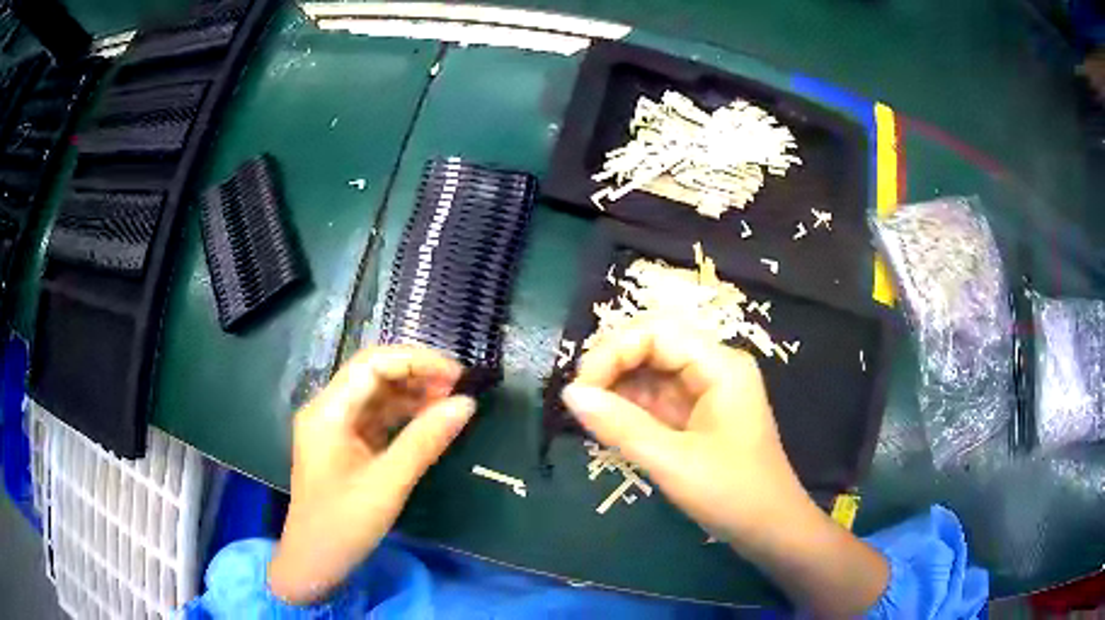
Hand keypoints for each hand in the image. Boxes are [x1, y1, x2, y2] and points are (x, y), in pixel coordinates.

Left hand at [268, 346, 475, 603]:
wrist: (314, 562)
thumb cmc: (343, 524)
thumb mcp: (388, 484)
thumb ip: (425, 441)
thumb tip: (467, 404)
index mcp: (327, 412)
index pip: (372, 365)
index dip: (416, 361)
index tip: (457, 375)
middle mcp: (328, 410)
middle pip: (374, 375)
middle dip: (417, 375)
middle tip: (460, 389)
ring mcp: (335, 427)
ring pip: (377, 396)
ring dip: (413, 395)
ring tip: (452, 403)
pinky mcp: (345, 445)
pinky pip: (377, 419)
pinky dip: (405, 417)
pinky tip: (430, 422)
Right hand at [561, 320, 807, 545]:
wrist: (770, 529)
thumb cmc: (732, 494)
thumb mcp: (673, 462)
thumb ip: (621, 426)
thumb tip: (569, 394)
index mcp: (720, 365)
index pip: (656, 332)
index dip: (612, 351)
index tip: (580, 389)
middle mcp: (714, 366)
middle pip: (653, 344)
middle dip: (612, 366)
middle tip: (580, 401)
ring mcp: (707, 389)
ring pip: (651, 370)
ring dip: (617, 387)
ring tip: (589, 415)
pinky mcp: (698, 413)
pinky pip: (657, 397)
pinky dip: (630, 407)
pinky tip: (610, 424)